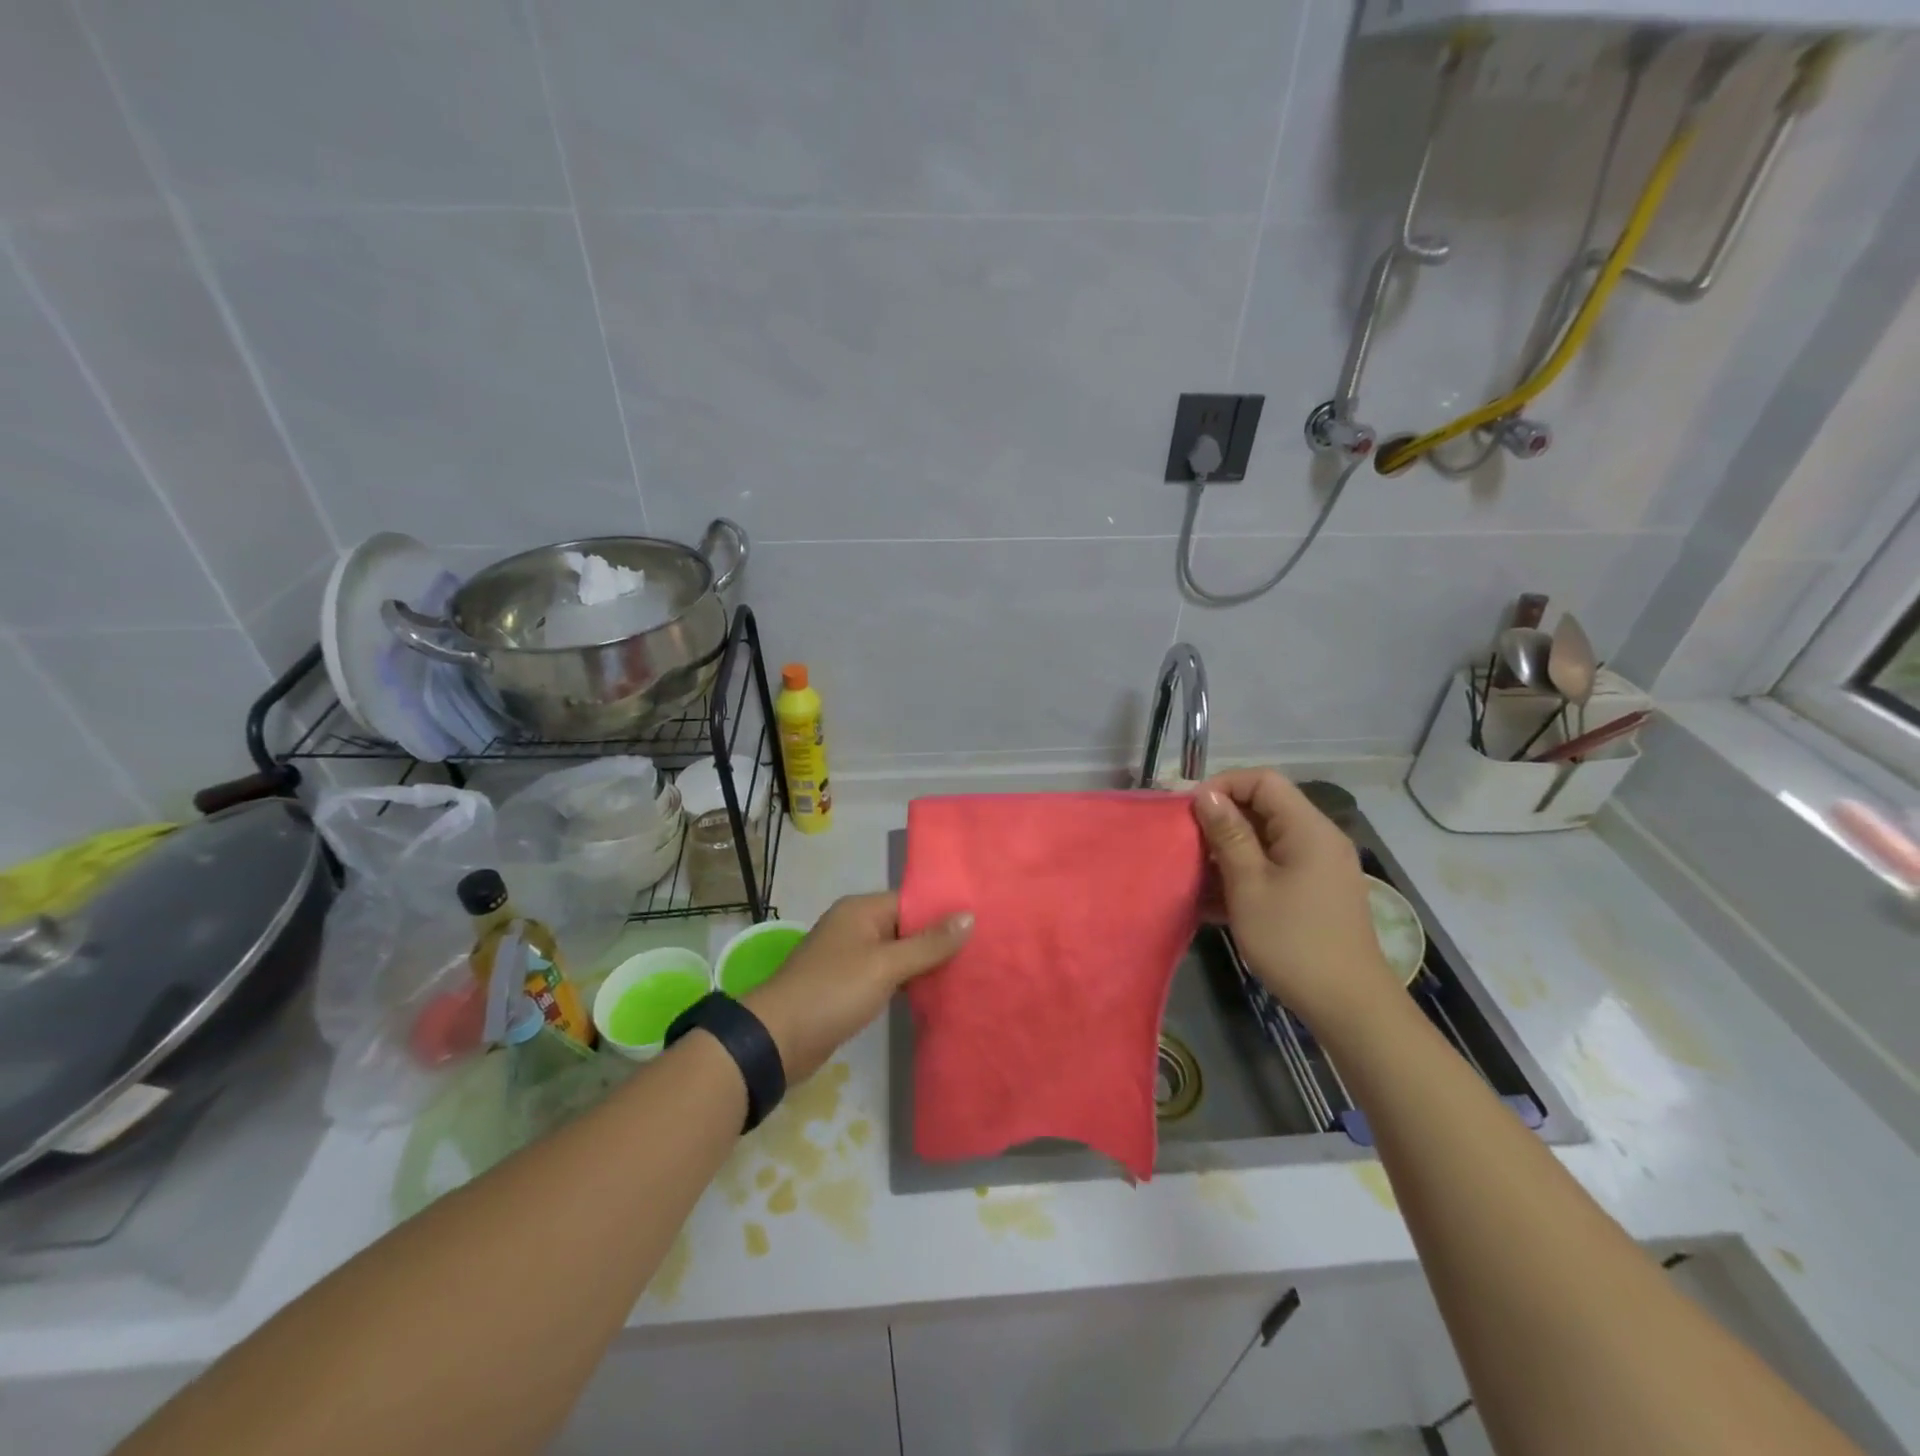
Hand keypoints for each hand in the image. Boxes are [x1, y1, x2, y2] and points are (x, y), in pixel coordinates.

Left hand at [742, 892, 971, 1082]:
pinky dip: (908, 982)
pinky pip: (887, 976)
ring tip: (968, 971)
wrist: (778, 1039)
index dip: (944, 912)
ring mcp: (851, 957)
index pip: (912, 901)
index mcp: (861, 910)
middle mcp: (856, 927)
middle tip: (983, 950)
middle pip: (907, 926)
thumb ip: (928, 944)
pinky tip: (936, 993)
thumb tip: (969, 916)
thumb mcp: (885, 966)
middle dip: (939, 940)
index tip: (982, 922)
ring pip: (898, 953)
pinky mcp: (849, 986)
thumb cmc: (833, 992)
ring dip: (925, 964)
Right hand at [1191, 769, 1402, 1029]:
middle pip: (1266, 807)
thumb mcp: (1249, 886)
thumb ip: (1228, 836)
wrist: (1348, 1005)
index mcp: (1308, 829)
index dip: (1224, 786)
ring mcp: (1320, 867)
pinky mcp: (1316, 892)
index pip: (1263, 781)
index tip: (1190, 812)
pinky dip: (1247, 872)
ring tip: (1197, 872)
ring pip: (1267, 838)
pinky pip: (1276, 865)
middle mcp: (1319, 839)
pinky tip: (1218, 898)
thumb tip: (1207, 795)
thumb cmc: (1292, 941)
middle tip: (1187, 842)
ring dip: (1231, 849)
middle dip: (1223, 819)